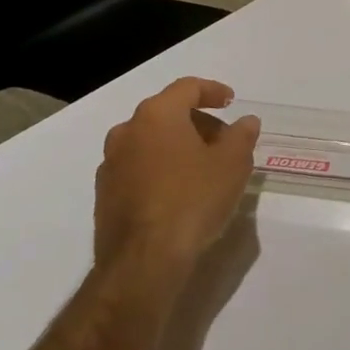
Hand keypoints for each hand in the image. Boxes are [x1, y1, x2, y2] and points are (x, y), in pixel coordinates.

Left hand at [93, 78, 260, 272]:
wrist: (143, 262)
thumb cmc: (193, 200)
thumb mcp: (232, 164)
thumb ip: (241, 136)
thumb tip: (245, 121)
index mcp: (157, 115)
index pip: (187, 88)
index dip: (213, 91)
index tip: (231, 102)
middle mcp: (127, 132)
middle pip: (167, 113)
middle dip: (198, 122)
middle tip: (224, 142)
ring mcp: (111, 164)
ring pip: (150, 142)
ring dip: (178, 147)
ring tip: (204, 169)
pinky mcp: (104, 195)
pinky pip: (138, 168)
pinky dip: (161, 169)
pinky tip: (180, 193)